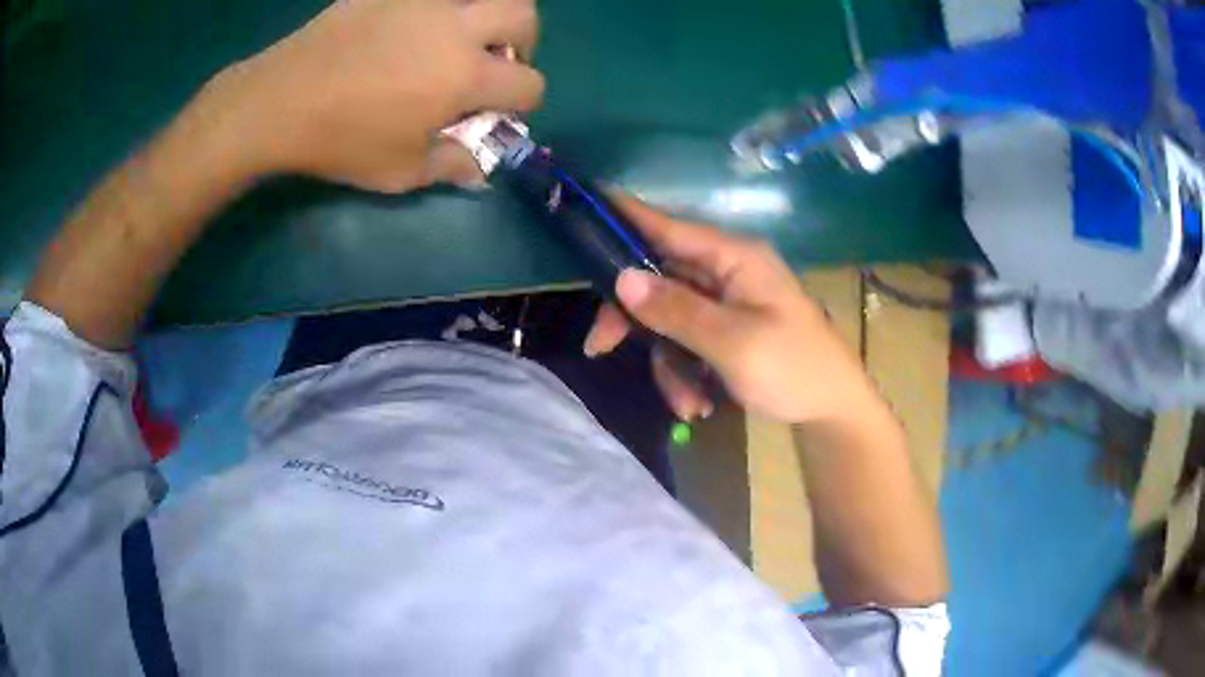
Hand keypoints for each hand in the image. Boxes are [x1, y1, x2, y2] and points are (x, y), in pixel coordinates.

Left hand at [197, 0, 543, 191]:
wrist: (279, 102)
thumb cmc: (340, 141)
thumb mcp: (398, 172)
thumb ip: (450, 166)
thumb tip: (481, 170)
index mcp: (465, 76)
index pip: (528, 84)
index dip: (522, 104)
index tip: (497, 113)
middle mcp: (457, 28)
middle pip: (524, 16)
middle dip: (524, 41)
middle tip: (496, 59)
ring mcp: (424, 1)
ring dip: (487, 14)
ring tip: (460, 35)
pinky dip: (437, 8)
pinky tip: (413, 27)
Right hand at [584, 196, 881, 424]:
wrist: (832, 409)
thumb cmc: (793, 368)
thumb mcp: (732, 343)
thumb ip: (676, 310)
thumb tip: (622, 278)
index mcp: (734, 258)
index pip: (668, 226)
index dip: (625, 216)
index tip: (584, 203)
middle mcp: (726, 271)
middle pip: (658, 279)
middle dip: (635, 321)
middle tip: (600, 348)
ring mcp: (726, 302)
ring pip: (668, 319)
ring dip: (668, 365)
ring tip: (689, 405)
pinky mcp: (726, 330)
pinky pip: (687, 342)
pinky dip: (686, 374)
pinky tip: (698, 405)